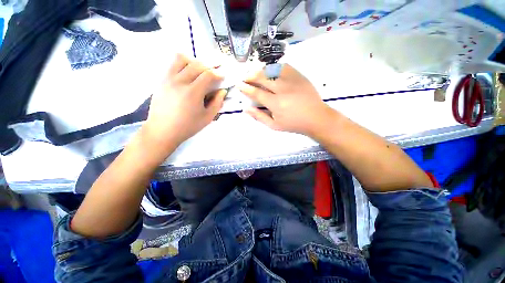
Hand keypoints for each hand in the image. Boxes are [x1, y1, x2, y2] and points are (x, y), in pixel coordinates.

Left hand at [141, 54, 225, 155]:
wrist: (162, 130)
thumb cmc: (188, 126)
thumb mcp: (207, 118)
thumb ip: (217, 103)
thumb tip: (222, 91)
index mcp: (193, 92)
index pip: (208, 74)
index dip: (218, 73)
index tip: (222, 76)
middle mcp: (180, 81)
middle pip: (197, 64)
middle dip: (209, 65)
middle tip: (215, 71)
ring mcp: (168, 79)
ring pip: (182, 58)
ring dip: (194, 61)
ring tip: (200, 70)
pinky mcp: (161, 80)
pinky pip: (172, 64)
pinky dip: (183, 64)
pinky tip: (188, 73)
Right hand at [239, 64, 334, 136]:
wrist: (316, 117)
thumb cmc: (294, 124)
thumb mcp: (274, 125)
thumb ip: (259, 117)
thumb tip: (245, 109)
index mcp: (276, 103)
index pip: (256, 93)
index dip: (246, 88)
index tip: (239, 84)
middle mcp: (282, 89)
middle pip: (262, 78)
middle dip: (251, 76)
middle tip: (245, 77)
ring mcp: (292, 80)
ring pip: (272, 70)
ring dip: (261, 71)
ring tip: (256, 74)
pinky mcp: (299, 76)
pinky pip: (284, 67)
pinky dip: (275, 67)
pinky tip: (272, 71)